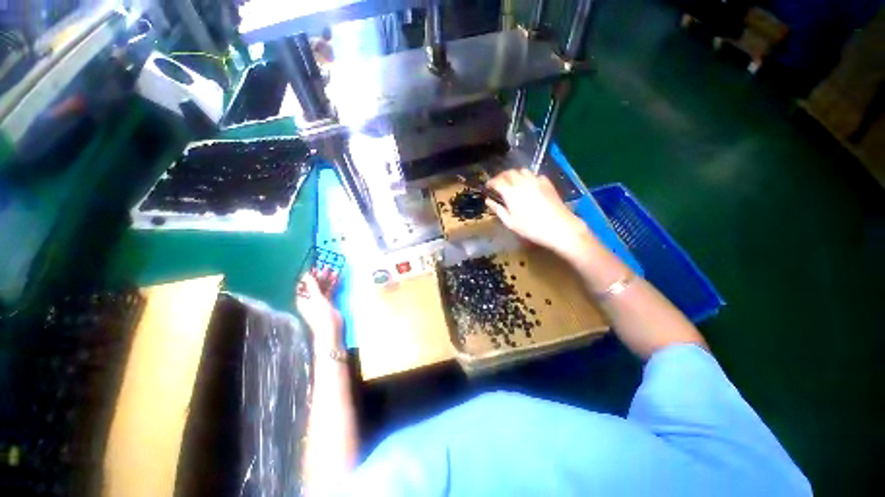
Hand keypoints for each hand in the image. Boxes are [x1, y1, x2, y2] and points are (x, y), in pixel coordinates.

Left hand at [296, 268, 342, 350]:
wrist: (331, 330)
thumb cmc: (321, 315)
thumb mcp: (317, 299)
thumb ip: (312, 286)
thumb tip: (306, 274)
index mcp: (302, 299)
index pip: (303, 284)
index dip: (309, 275)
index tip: (316, 267)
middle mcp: (309, 299)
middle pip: (314, 284)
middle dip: (320, 276)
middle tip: (327, 267)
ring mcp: (319, 301)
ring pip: (322, 287)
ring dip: (327, 279)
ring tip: (334, 271)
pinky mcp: (328, 303)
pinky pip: (329, 290)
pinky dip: (332, 284)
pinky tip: (337, 278)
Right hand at [486, 169, 593, 258]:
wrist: (559, 227)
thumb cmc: (531, 228)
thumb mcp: (510, 223)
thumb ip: (498, 209)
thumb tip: (488, 201)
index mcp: (510, 192)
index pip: (497, 181)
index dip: (490, 183)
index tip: (488, 187)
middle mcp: (522, 182)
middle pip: (508, 173)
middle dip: (501, 177)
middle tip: (498, 185)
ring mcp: (536, 181)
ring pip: (521, 171)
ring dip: (514, 175)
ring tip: (512, 183)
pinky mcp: (547, 183)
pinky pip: (534, 175)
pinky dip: (527, 178)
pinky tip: (528, 186)